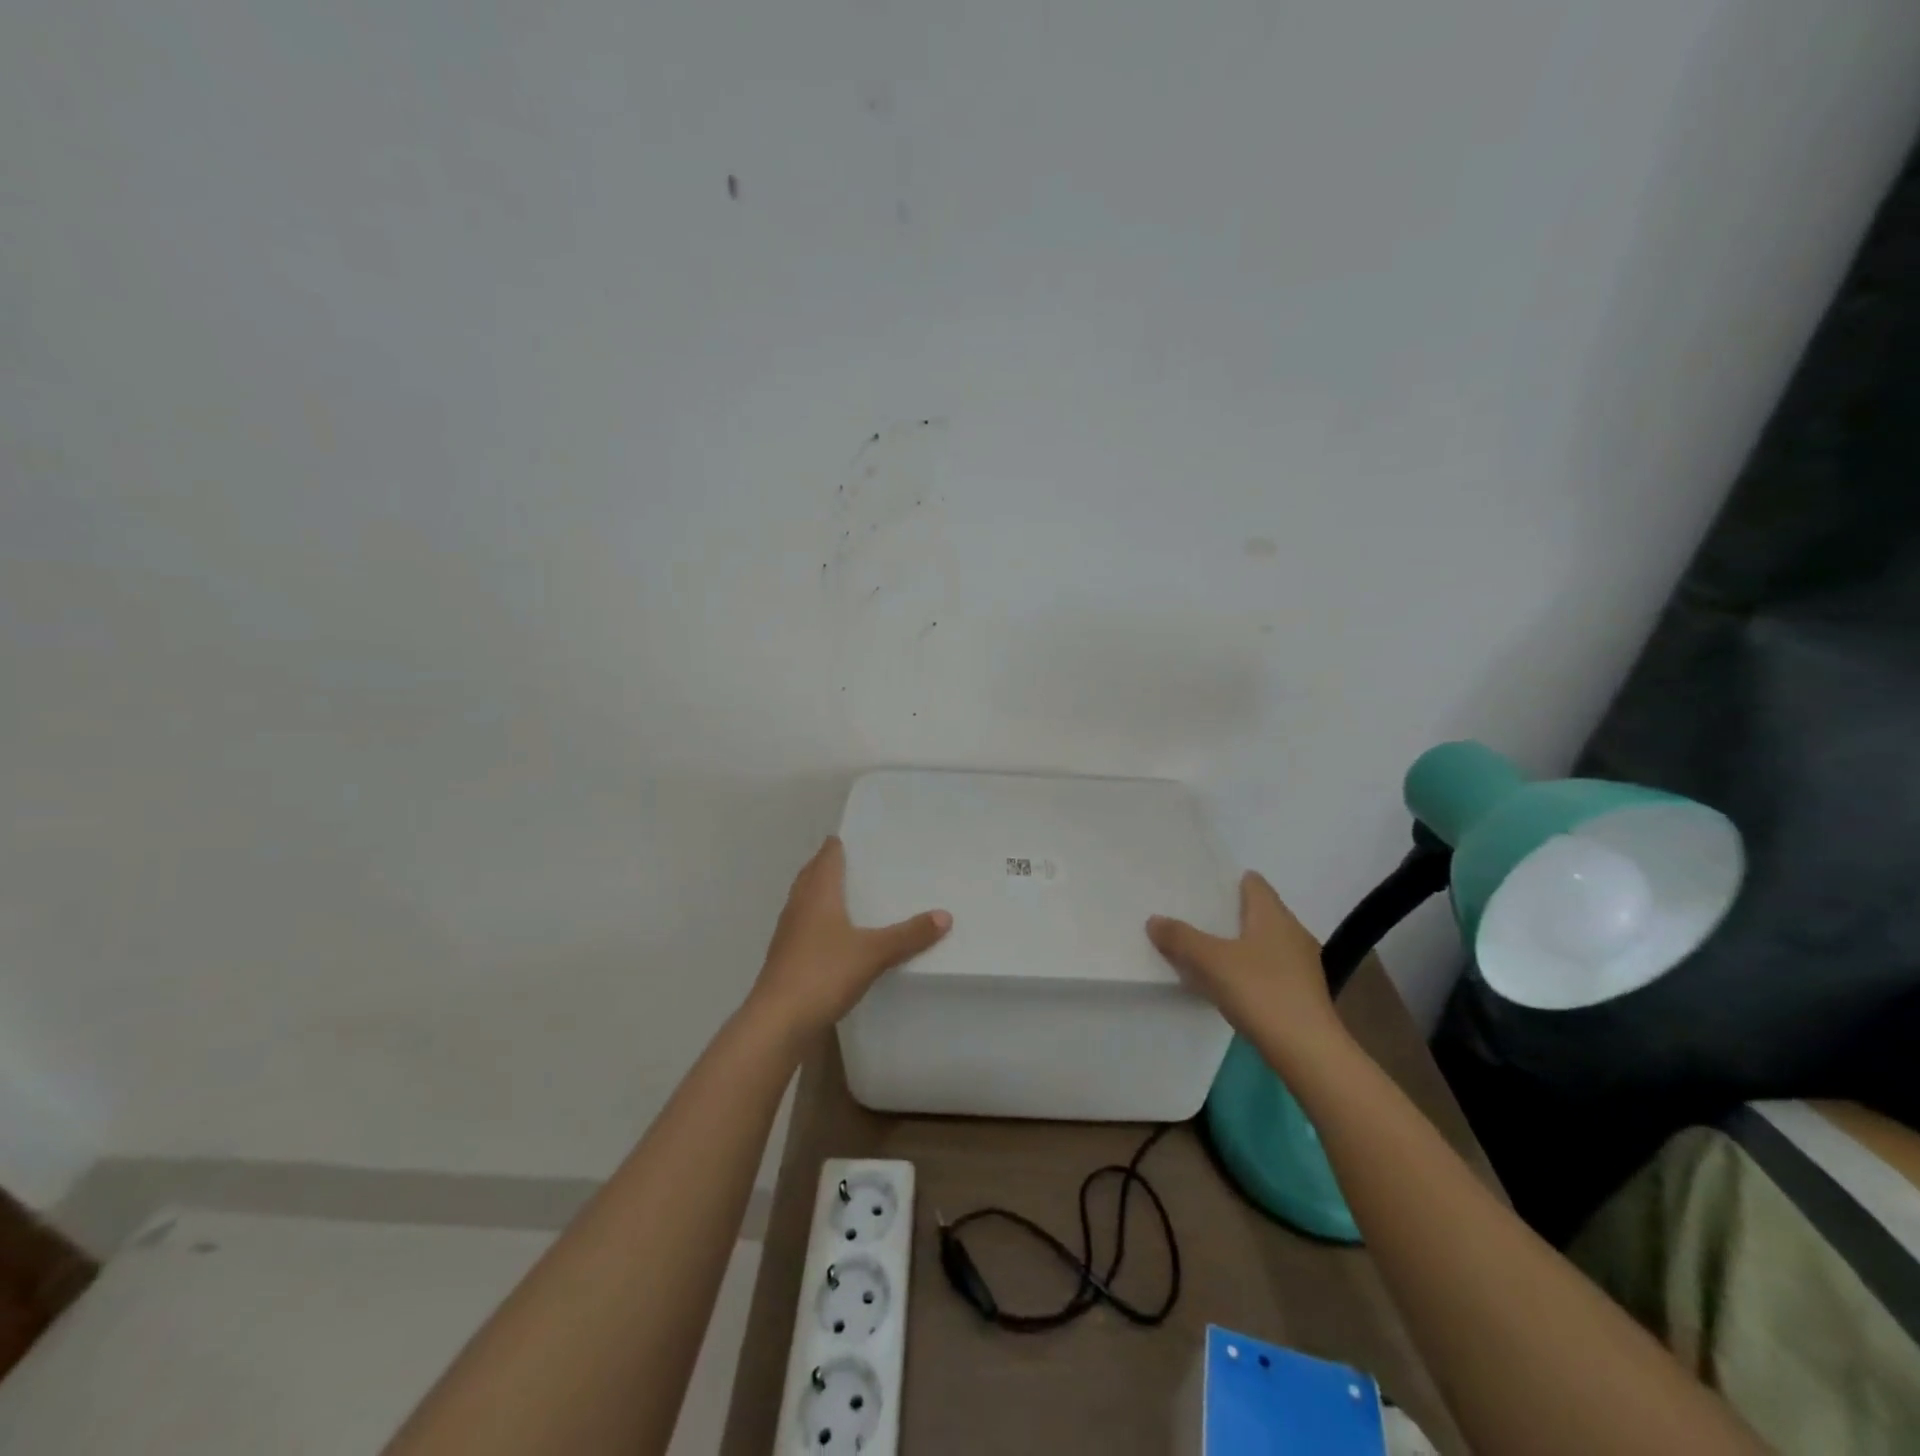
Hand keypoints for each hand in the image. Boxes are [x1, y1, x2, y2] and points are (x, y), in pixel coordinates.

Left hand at [747, 836, 950, 1038]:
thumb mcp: (874, 953)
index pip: (827, 856)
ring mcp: (788, 932)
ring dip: (821, 892)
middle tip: (857, 862)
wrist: (777, 1021)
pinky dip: (818, 920)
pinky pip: (803, 926)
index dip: (839, 844)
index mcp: (818, 894)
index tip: (858, 837)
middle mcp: (799, 906)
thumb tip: (945, 915)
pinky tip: (834, 935)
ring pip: (805, 900)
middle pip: (812, 874)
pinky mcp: (784, 957)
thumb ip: (909, 935)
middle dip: (829, 865)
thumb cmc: (823, 973)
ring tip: (847, 895)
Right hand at [1147, 872, 1341, 1057]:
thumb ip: (1181, 938)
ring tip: (1207, 951)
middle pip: (1258, 912)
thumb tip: (1154, 919)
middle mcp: (1292, 932)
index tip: (1202, 887)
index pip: (1253, 882)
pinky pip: (1270, 969)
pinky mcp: (1302, 993)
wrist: (1308, 1051)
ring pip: (1264, 942)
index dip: (1229, 881)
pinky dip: (1250, 970)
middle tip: (1195, 918)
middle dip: (1230, 914)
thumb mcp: (1210, 961)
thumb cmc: (1261, 992)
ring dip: (1240, 944)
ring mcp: (1302, 965)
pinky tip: (1230, 984)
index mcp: (1274, 915)